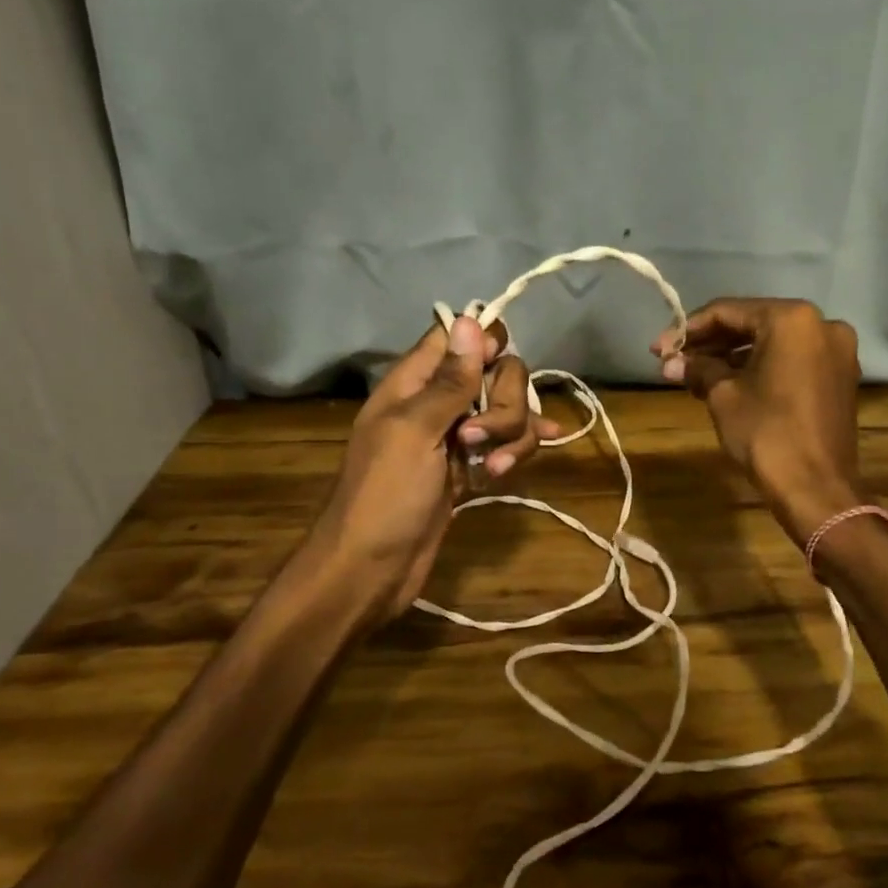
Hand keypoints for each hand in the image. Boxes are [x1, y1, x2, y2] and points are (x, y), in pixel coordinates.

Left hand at [304, 316, 558, 622]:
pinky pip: (506, 443)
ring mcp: (456, 436)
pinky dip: (514, 452)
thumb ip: (449, 381)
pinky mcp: (471, 466)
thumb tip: (472, 320)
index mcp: (414, 382)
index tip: (493, 371)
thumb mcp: (415, 431)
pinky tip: (512, 468)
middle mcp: (438, 401)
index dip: (484, 345)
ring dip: (512, 435)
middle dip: (505, 403)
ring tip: (493, 468)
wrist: (372, 567)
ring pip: (507, 410)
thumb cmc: (385, 495)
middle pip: (495, 373)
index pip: (457, 337)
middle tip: (479, 438)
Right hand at [652, 298, 862, 545]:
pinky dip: (761, 368)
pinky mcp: (840, 378)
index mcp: (792, 319)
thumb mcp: (723, 396)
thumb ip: (698, 369)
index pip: (728, 312)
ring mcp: (836, 352)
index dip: (689, 329)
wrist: (816, 488)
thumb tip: (670, 362)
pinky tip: (728, 383)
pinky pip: (792, 361)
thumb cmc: (766, 433)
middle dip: (711, 344)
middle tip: (673, 361)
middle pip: (753, 324)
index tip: (659, 348)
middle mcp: (821, 325)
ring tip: (694, 376)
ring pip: (773, 344)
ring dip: (733, 357)